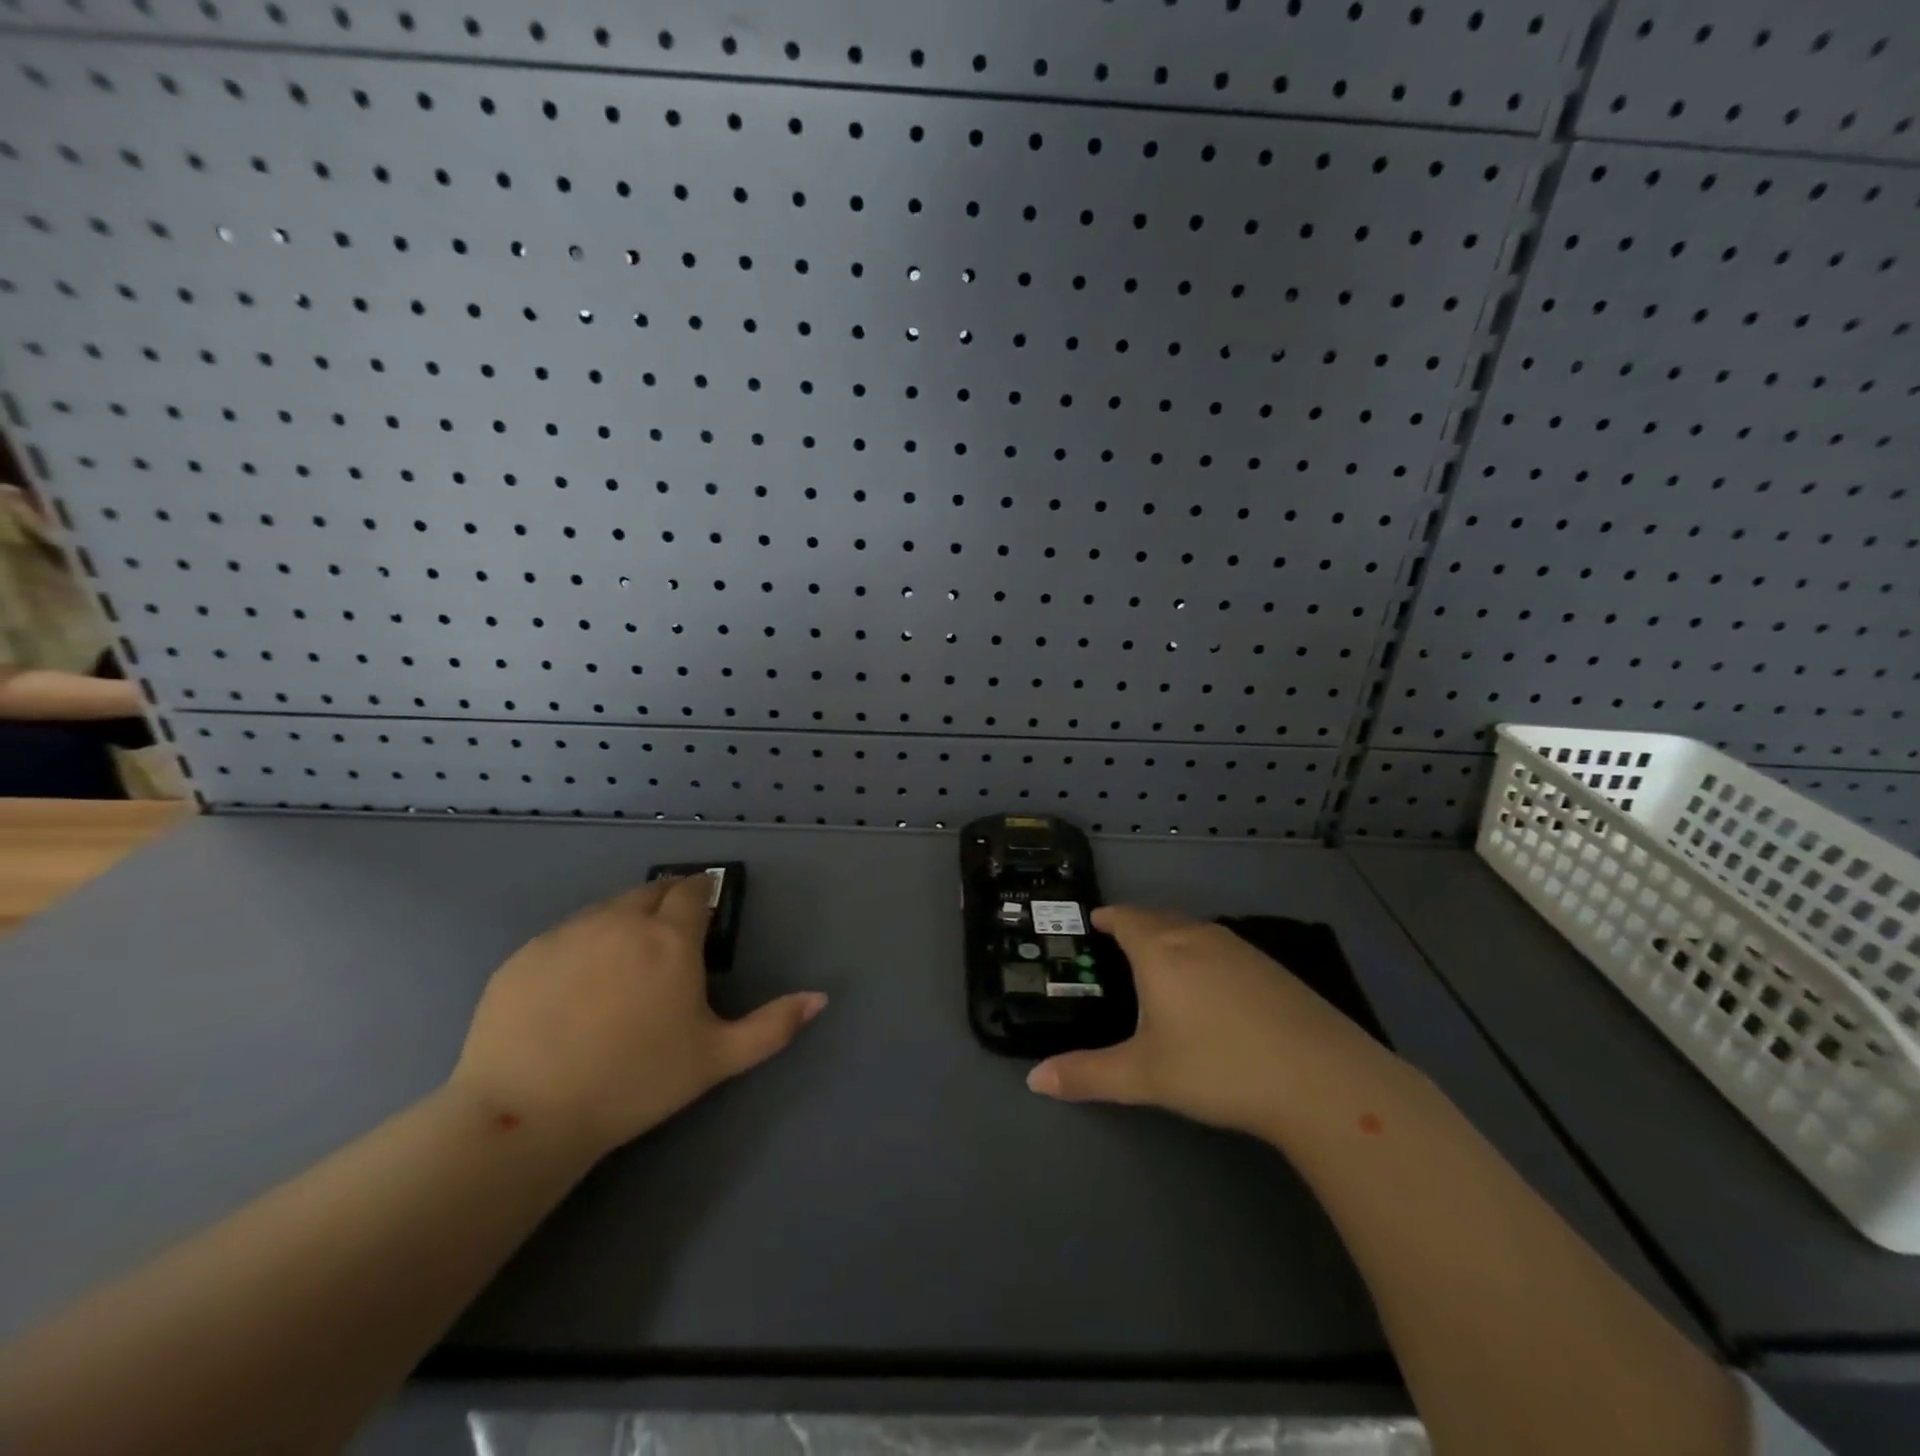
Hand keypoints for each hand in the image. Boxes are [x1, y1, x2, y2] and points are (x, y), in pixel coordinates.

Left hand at [450, 877, 826, 1158]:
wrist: (525, 1115)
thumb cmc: (635, 1082)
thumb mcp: (716, 1058)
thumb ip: (774, 1025)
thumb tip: (821, 998)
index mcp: (669, 937)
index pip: (693, 889)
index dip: (704, 895)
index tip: (706, 914)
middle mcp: (620, 919)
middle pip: (651, 891)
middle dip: (667, 903)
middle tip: (670, 942)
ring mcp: (567, 933)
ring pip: (607, 909)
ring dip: (625, 921)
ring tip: (624, 965)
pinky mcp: (525, 954)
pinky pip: (565, 934)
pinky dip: (582, 945)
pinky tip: (575, 989)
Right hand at [1026, 906, 1396, 1137]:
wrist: (1321, 1079)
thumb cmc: (1218, 1067)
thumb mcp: (1144, 1076)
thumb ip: (1087, 1074)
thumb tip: (1035, 1080)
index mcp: (1161, 952)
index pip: (1127, 918)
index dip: (1109, 917)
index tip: (1096, 920)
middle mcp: (1198, 938)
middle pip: (1160, 918)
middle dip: (1138, 924)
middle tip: (1121, 941)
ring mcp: (1241, 950)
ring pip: (1194, 930)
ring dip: (1172, 936)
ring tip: (1162, 958)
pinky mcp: (1273, 969)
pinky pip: (1223, 947)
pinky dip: (1204, 953)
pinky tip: (1213, 985)